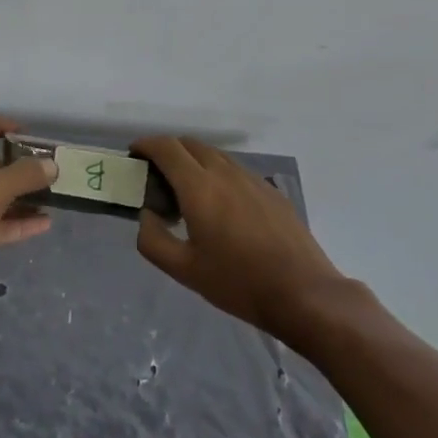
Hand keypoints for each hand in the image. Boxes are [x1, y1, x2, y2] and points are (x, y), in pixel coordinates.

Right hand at [132, 136, 344, 345]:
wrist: (304, 294)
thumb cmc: (238, 283)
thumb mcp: (184, 270)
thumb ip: (153, 239)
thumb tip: (147, 215)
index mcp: (199, 187)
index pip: (166, 147)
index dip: (146, 145)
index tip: (134, 156)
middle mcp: (225, 172)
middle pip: (190, 144)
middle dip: (168, 151)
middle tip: (157, 177)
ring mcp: (252, 179)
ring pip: (215, 155)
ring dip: (194, 161)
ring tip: (188, 192)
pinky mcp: (271, 191)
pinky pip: (236, 170)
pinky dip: (218, 174)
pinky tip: (221, 206)